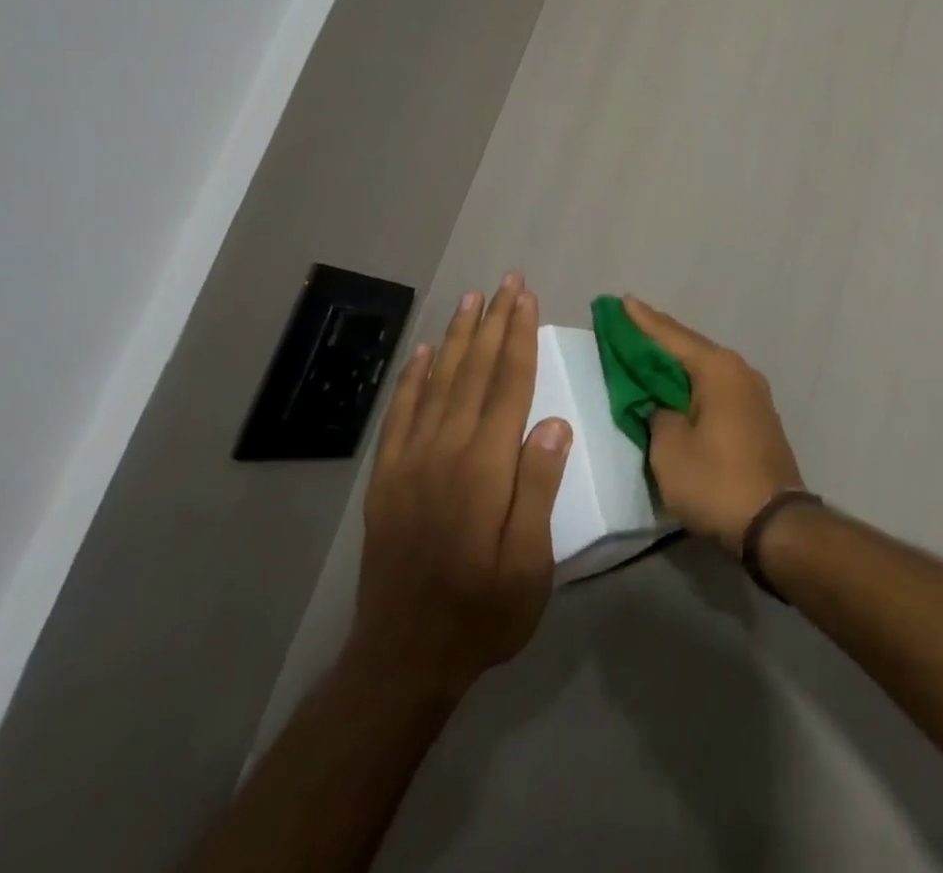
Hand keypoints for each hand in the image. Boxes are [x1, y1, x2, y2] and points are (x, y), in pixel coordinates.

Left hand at [347, 274, 572, 699]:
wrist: (402, 660)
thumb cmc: (482, 610)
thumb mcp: (530, 561)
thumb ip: (538, 486)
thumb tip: (555, 421)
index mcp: (484, 467)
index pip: (508, 385)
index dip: (519, 337)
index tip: (526, 298)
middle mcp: (445, 451)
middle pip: (474, 372)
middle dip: (493, 323)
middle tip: (506, 282)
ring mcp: (410, 463)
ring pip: (439, 383)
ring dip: (457, 338)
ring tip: (472, 300)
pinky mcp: (387, 480)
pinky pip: (401, 415)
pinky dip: (413, 379)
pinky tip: (425, 354)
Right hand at [624, 296, 804, 554]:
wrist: (775, 523)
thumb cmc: (717, 482)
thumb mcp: (670, 451)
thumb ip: (657, 416)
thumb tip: (662, 406)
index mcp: (717, 369)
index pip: (672, 336)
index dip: (643, 321)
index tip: (622, 300)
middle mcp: (740, 371)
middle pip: (691, 347)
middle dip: (659, 337)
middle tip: (629, 323)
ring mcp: (753, 393)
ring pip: (705, 368)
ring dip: (676, 362)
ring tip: (648, 352)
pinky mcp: (757, 416)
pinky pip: (717, 388)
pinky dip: (693, 384)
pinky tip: (678, 388)